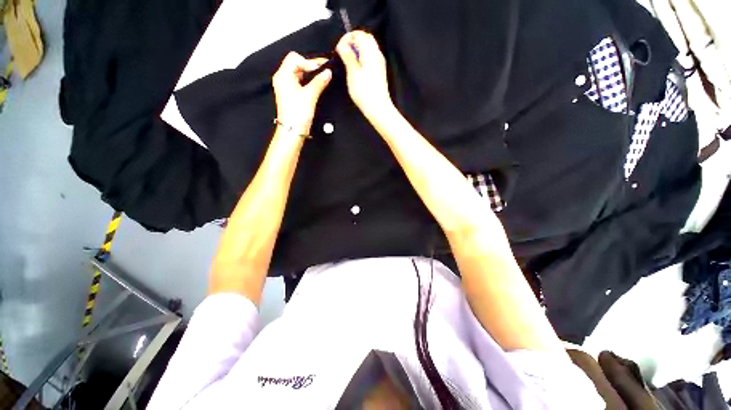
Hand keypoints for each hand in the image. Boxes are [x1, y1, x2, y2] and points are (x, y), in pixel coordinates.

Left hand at [272, 52, 331, 133]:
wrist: (293, 131)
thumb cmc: (297, 115)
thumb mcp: (310, 96)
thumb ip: (319, 82)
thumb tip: (328, 72)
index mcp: (283, 75)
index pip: (295, 58)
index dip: (309, 62)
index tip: (322, 68)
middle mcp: (282, 78)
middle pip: (296, 63)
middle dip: (310, 66)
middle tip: (324, 70)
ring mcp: (286, 86)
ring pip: (298, 73)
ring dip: (310, 74)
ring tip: (322, 77)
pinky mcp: (291, 94)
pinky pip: (299, 82)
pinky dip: (308, 81)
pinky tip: (316, 85)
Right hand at [336, 31, 392, 118]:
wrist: (378, 109)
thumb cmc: (365, 93)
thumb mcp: (353, 73)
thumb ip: (348, 56)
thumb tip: (342, 45)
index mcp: (371, 52)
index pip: (359, 34)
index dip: (347, 38)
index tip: (339, 49)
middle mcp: (377, 54)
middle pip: (365, 38)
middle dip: (352, 42)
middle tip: (343, 53)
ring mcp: (379, 63)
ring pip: (368, 48)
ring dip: (357, 50)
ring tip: (347, 61)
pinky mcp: (379, 72)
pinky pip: (370, 58)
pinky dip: (362, 58)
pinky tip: (355, 68)